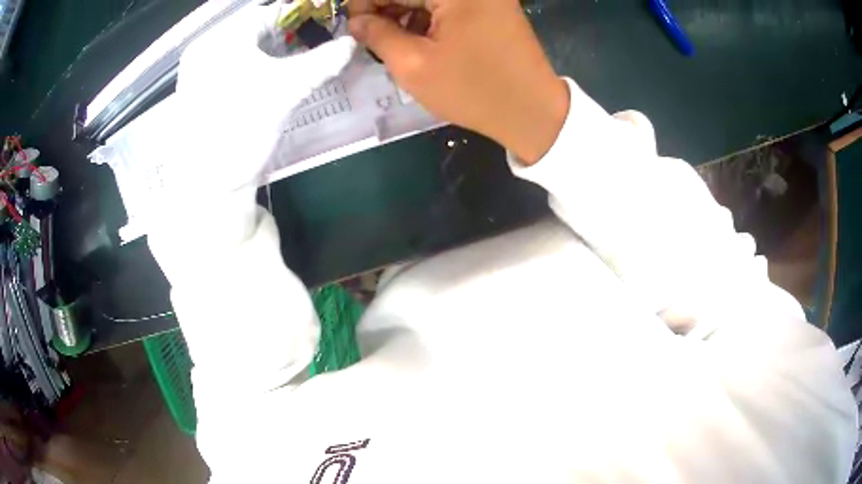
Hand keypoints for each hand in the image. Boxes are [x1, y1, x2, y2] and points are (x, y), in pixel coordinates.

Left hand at [148, 2, 355, 276]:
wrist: (210, 188)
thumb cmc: (241, 129)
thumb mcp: (286, 89)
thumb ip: (322, 61)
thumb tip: (351, 44)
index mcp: (220, 40)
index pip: (267, 14)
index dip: (300, 16)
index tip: (326, 24)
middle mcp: (205, 50)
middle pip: (254, 30)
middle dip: (287, 35)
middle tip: (314, 45)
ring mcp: (199, 73)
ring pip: (244, 49)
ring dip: (273, 52)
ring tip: (297, 61)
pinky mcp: (200, 94)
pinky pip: (233, 68)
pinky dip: (256, 67)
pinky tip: (271, 80)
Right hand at [348, 0, 568, 163]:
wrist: (533, 112)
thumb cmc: (473, 90)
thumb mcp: (413, 65)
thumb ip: (377, 35)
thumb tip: (357, 21)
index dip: (365, 3)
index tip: (354, 26)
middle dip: (386, 8)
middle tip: (370, 35)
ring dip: (406, 13)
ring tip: (394, 41)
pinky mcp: (493, 5)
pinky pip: (449, 4)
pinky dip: (429, 16)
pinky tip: (420, 38)